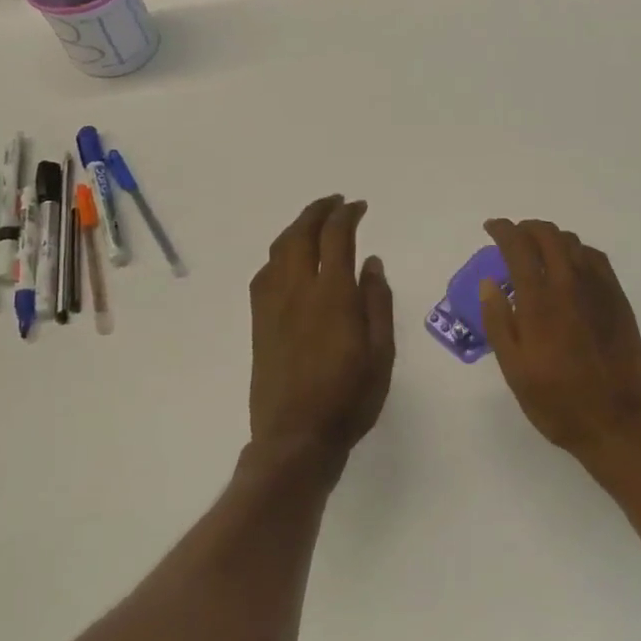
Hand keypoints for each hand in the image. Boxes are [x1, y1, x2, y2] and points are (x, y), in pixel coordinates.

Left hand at [248, 196, 395, 475]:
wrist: (295, 437)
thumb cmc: (349, 397)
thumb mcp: (381, 352)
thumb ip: (377, 302)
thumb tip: (372, 262)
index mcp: (332, 295)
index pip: (336, 237)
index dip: (347, 215)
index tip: (360, 206)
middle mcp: (297, 290)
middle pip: (301, 234)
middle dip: (319, 211)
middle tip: (336, 203)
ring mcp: (272, 305)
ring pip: (278, 249)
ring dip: (297, 227)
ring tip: (314, 223)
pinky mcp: (259, 322)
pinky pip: (264, 274)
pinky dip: (278, 254)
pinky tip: (288, 260)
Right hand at [479, 219, 640, 466]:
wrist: (618, 422)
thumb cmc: (558, 402)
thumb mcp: (515, 370)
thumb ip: (498, 322)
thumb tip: (489, 283)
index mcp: (540, 302)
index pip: (519, 247)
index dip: (503, 230)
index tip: (491, 227)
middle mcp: (571, 285)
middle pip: (549, 235)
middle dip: (527, 228)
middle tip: (513, 238)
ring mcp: (600, 290)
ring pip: (574, 243)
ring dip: (552, 238)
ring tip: (538, 252)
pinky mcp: (619, 299)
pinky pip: (596, 259)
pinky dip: (577, 252)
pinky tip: (570, 268)